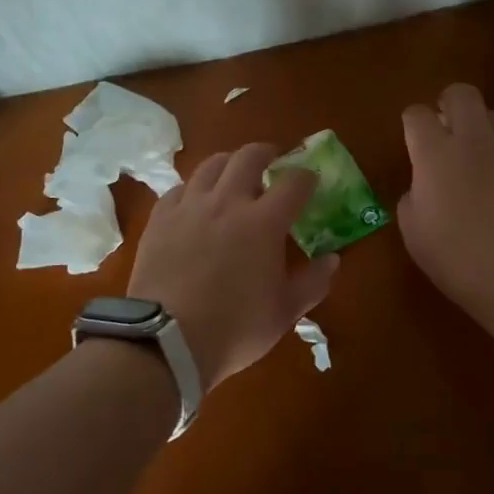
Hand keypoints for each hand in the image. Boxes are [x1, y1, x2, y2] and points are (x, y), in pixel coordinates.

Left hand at [127, 145, 338, 388]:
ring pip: (211, 164)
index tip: (311, 180)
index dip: (306, 177)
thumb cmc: (234, 328)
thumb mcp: (284, 312)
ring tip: (234, 173)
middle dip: (266, 152)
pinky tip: (197, 200)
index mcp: (264, 222)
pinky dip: (195, 187)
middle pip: (249, 157)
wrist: (165, 341)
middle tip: (273, 161)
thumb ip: (313, 282)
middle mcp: (227, 202)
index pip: (293, 183)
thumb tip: (333, 260)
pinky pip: (180, 188)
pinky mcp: (160, 218)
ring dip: (229, 163)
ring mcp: (190, 206)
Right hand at [399, 84, 493, 312]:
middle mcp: (469, 141)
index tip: (412, 137)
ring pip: (493, 113)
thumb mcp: (413, 231)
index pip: (417, 114)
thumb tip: (422, 190)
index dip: (412, 121)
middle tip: (444, 125)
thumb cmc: (454, 254)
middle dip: (450, 102)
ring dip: (480, 123)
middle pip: (461, 94)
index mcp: (432, 153)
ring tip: (474, 148)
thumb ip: (413, 199)